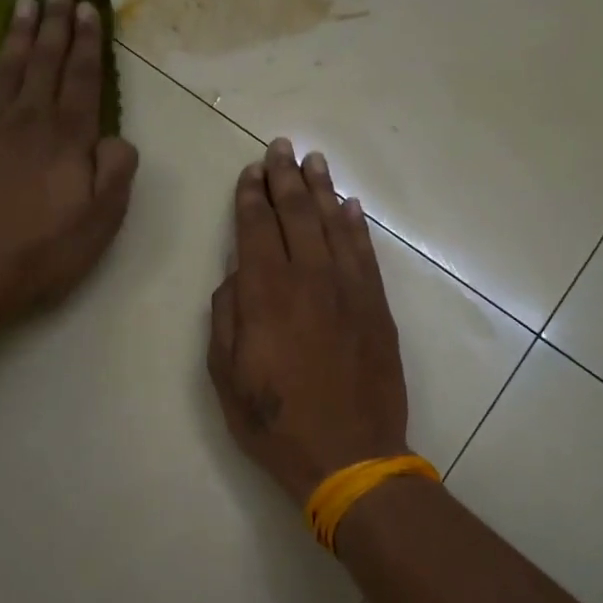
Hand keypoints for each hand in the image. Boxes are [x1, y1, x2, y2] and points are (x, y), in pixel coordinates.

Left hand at [0, 0, 139, 334]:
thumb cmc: (44, 250)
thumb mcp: (101, 221)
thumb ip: (116, 172)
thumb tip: (117, 138)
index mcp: (68, 138)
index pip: (84, 79)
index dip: (88, 42)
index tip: (89, 8)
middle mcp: (29, 121)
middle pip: (46, 62)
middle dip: (56, 23)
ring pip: (9, 69)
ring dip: (20, 34)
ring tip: (26, 2)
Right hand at [207, 140, 410, 504]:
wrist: (350, 454)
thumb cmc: (276, 422)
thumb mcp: (225, 377)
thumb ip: (226, 318)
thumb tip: (236, 277)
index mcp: (266, 294)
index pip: (257, 228)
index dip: (251, 196)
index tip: (250, 171)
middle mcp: (309, 279)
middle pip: (297, 215)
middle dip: (285, 178)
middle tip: (280, 147)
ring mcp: (350, 290)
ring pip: (334, 225)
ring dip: (322, 190)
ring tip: (314, 161)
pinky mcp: (377, 307)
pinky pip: (365, 253)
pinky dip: (355, 226)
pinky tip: (349, 206)